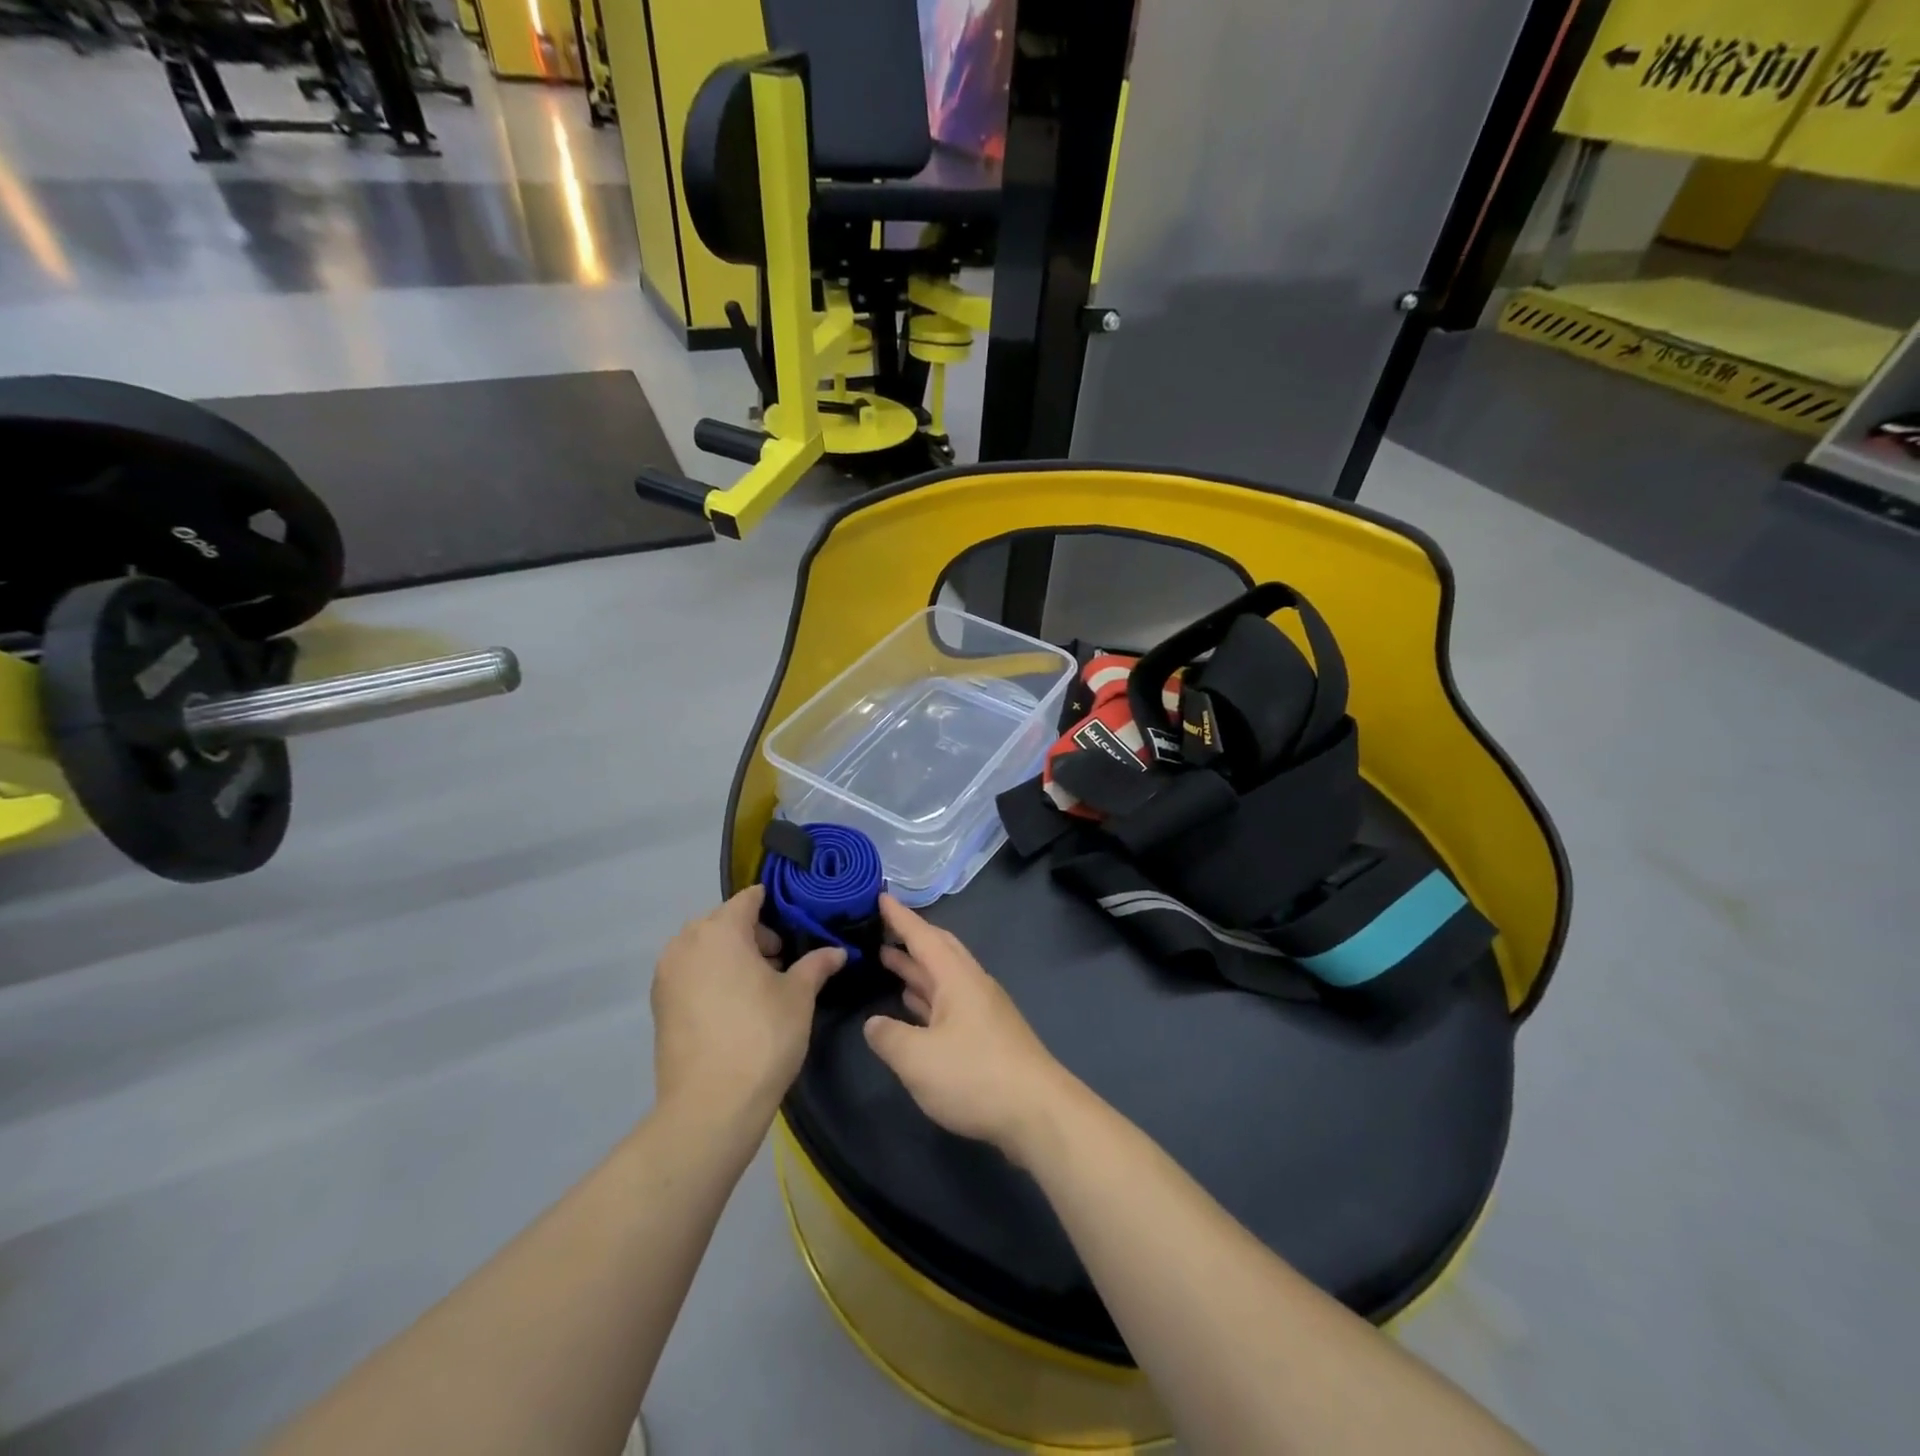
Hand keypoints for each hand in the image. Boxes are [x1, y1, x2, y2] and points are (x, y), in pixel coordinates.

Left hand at [652, 886, 843, 1121]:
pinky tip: (735, 1007)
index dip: (777, 906)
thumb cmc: (761, 1036)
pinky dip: (712, 977)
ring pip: (705, 948)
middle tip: (783, 962)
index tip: (799, 925)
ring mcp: (667, 974)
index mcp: (720, 929)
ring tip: (760, 987)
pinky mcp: (659, 1004)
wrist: (710, 1106)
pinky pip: (691, 973)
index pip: (750, 898)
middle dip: (754, 934)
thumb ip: (816, 965)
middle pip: (725, 921)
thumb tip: (837, 952)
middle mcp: (686, 942)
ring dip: (732, 956)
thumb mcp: (799, 996)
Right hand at [863, 895, 1077, 1161]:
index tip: (880, 896)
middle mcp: (972, 984)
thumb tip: (874, 1024)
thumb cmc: (975, 1076)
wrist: (1037, 1113)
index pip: (923, 936)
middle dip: (910, 937)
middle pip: (940, 950)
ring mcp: (983, 1009)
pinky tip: (914, 1005)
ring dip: (917, 967)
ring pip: (944, 976)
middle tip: (881, 928)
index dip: (900, 917)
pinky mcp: (988, 1034)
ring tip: (888, 959)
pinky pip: (950, 1001)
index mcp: (957, 978)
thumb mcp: (917, 1059)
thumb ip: (888, 1037)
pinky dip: (928, 995)